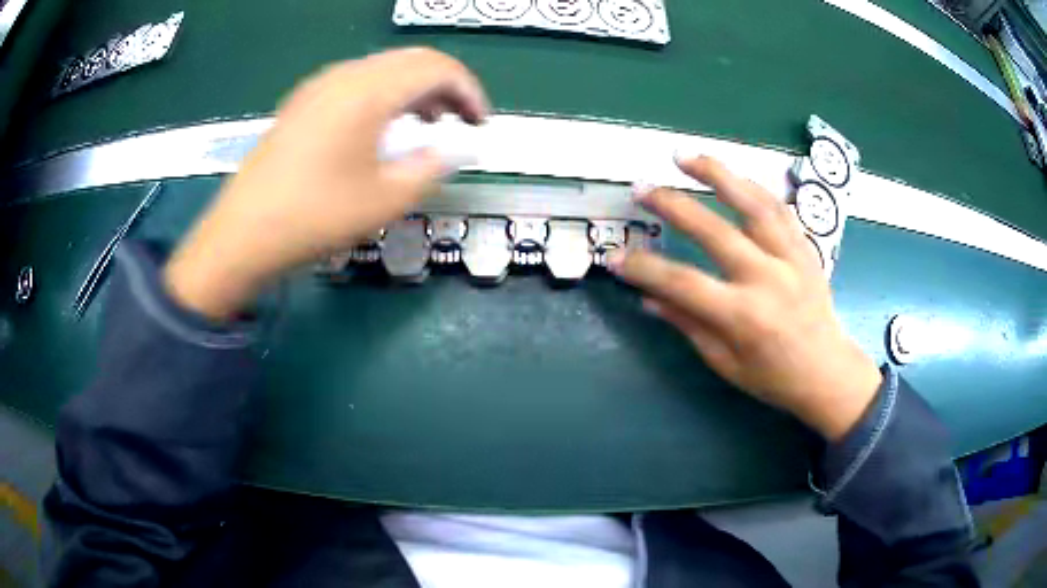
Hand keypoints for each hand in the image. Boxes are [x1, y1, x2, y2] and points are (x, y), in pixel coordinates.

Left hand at [164, 48, 488, 319]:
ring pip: (383, 68)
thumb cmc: (315, 218)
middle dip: (445, 86)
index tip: (481, 125)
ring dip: (414, 89)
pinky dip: (383, 95)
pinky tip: (381, 127)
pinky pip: (356, 82)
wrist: (241, 236)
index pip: (437, 68)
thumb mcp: (385, 201)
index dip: (469, 92)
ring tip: (427, 124)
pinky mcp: (302, 103)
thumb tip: (447, 151)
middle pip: (411, 60)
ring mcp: (318, 86)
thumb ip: (429, 168)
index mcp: (369, 92)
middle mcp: (344, 76)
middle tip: (461, 121)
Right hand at [608, 156, 881, 439]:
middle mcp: (767, 279)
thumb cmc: (774, 378)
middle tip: (641, 188)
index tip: (615, 258)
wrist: (828, 372)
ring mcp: (791, 259)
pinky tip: (733, 175)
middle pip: (714, 231)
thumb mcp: (725, 362)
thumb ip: (689, 324)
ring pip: (752, 204)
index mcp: (743, 317)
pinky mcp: (805, 249)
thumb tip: (649, 297)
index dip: (643, 269)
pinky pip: (779, 209)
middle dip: (672, 205)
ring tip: (686, 156)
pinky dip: (754, 188)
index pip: (682, 283)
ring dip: (717, 174)